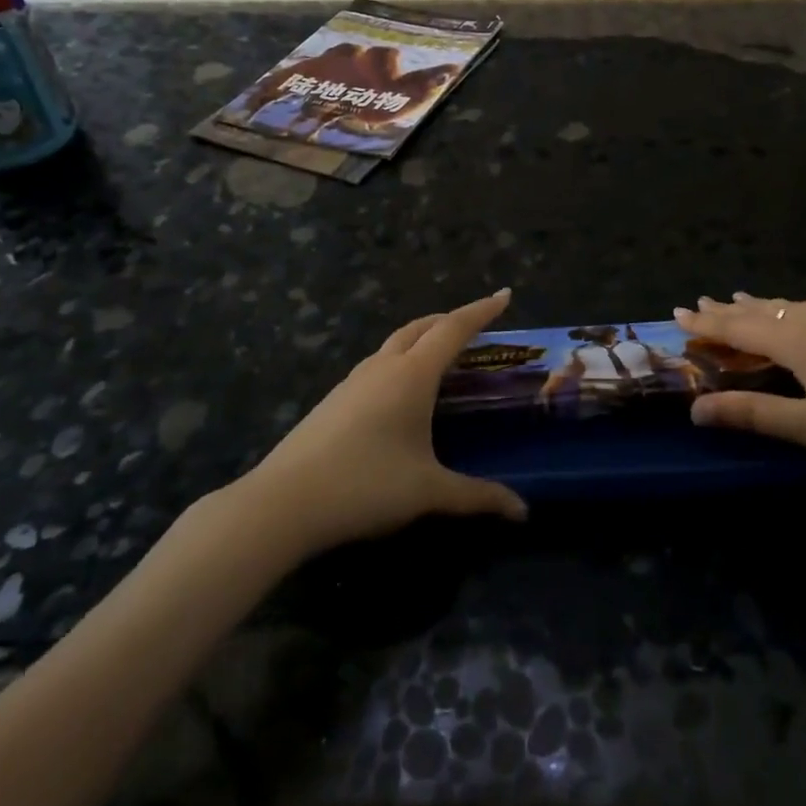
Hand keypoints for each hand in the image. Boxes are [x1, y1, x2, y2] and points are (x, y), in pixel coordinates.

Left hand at [243, 288, 527, 553]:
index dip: (482, 311)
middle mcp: (383, 368)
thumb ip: (478, 496)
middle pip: (421, 327)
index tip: (505, 294)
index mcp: (412, 375)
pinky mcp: (334, 400)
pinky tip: (400, 392)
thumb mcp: (428, 491)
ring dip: (422, 338)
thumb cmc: (365, 486)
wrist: (282, 503)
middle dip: (450, 320)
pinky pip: (377, 365)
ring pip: (395, 344)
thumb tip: (522, 511)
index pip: (454, 329)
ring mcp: (353, 381)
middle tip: (476, 325)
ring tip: (441, 355)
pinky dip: (400, 361)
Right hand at [674, 293, 805, 477]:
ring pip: (794, 305)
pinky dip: (795, 310)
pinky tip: (804, 316)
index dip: (707, 324)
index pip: (739, 328)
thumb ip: (754, 414)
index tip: (678, 314)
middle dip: (729, 309)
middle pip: (764, 310)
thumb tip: (696, 410)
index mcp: (799, 340)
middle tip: (701, 303)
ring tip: (743, 301)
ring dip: (763, 306)